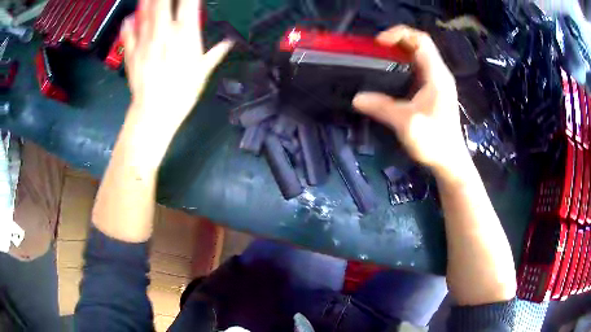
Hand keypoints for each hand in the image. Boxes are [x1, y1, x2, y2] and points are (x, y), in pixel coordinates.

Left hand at [121, 0, 233, 135]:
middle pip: (163, 4)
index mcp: (185, 35)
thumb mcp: (202, 73)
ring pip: (145, 14)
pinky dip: (128, 24)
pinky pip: (128, 34)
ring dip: (147, 2)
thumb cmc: (182, 93)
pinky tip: (129, 18)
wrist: (154, 112)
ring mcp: (145, 41)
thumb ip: (215, 53)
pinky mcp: (131, 53)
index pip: (188, 5)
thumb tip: (229, 42)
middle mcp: (164, 33)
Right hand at [353, 26, 468, 177]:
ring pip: (418, 57)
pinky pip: (417, 70)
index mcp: (436, 74)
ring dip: (398, 54)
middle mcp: (438, 74)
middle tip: (374, 50)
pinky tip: (390, 76)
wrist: (450, 162)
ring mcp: (437, 83)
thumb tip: (356, 98)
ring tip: (378, 60)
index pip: (421, 40)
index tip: (378, 43)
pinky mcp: (434, 93)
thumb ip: (381, 107)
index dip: (399, 34)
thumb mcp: (406, 123)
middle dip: (396, 42)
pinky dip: (402, 66)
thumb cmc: (434, 141)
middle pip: (418, 45)